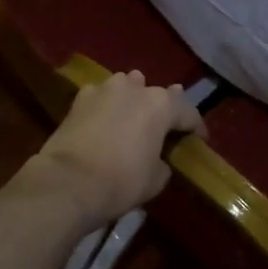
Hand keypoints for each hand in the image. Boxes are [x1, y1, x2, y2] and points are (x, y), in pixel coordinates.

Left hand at [23, 71, 205, 226]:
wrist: (68, 182)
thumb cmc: (121, 182)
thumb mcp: (156, 179)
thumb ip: (163, 162)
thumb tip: (157, 157)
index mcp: (161, 105)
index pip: (188, 112)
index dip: (196, 128)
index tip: (199, 140)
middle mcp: (134, 89)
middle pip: (157, 95)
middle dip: (164, 109)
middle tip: (166, 126)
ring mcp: (104, 89)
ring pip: (127, 86)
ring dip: (134, 98)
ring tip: (134, 113)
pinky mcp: (78, 99)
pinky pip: (101, 96)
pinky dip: (107, 105)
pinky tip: (105, 118)